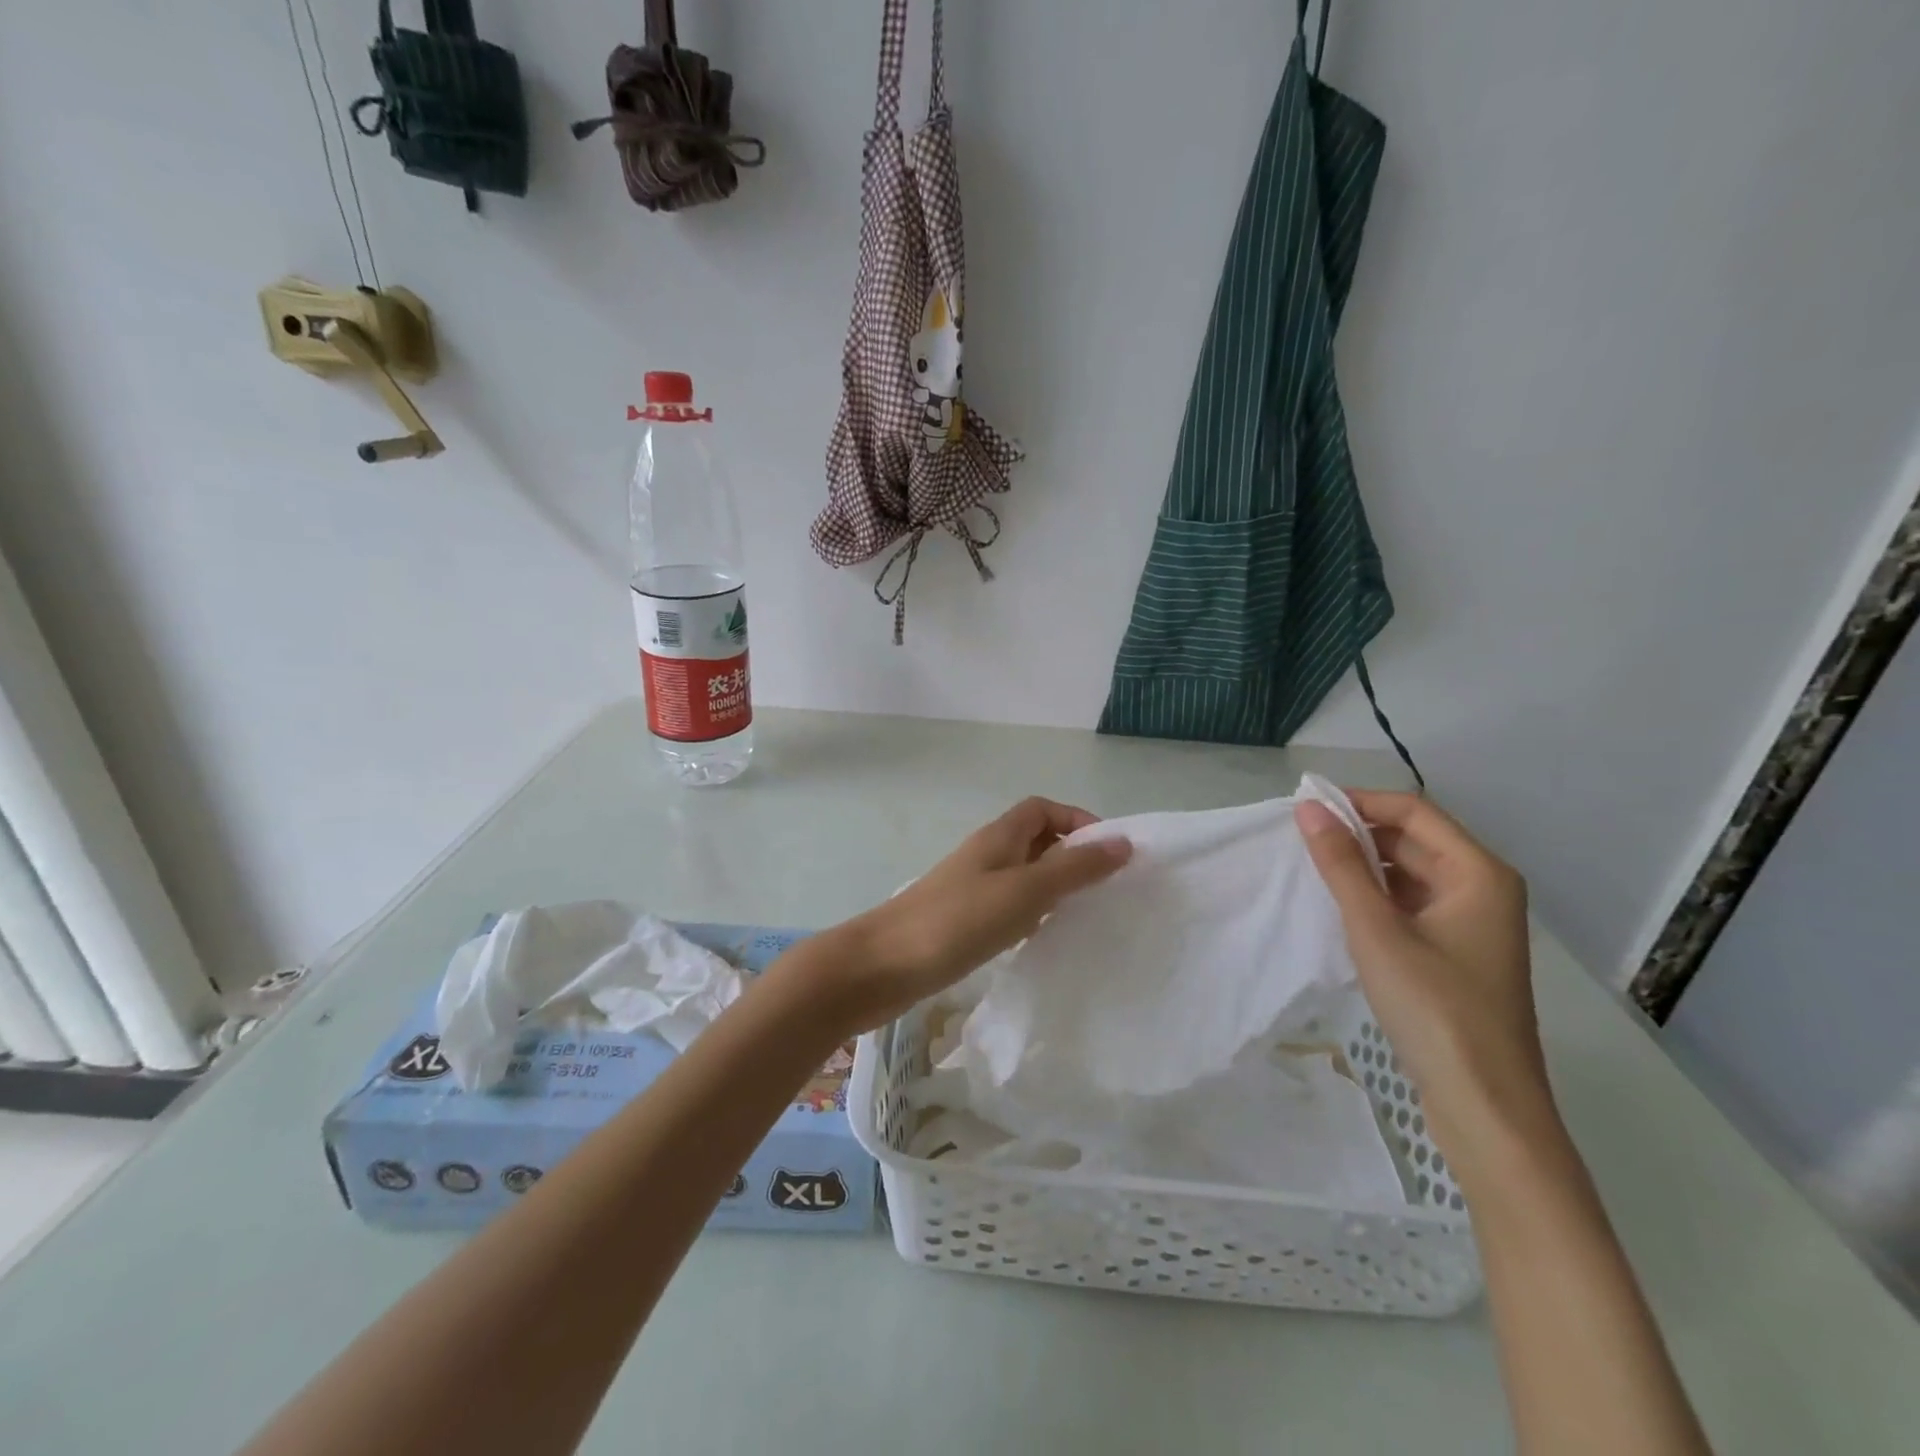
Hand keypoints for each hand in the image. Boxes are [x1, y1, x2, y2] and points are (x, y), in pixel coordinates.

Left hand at [825, 798, 1131, 1032]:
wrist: (882, 966)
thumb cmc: (957, 920)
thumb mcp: (1025, 891)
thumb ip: (1074, 868)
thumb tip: (1123, 842)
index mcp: (999, 837)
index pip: (1043, 809)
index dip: (1077, 820)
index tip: (1110, 852)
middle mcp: (986, 856)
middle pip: (1035, 840)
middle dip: (1071, 856)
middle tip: (1105, 888)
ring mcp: (971, 890)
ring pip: (1023, 876)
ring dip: (1053, 887)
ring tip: (1085, 915)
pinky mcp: (962, 922)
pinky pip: (1007, 907)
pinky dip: (1031, 915)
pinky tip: (1042, 939)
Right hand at [1296, 791, 1558, 1189]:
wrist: (1485, 1105)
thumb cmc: (1434, 1007)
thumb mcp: (1376, 929)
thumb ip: (1341, 865)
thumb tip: (1308, 807)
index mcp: (1479, 873)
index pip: (1413, 811)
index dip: (1358, 802)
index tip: (1304, 808)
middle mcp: (1482, 888)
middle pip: (1413, 839)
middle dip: (1357, 833)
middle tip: (1298, 839)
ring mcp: (1472, 923)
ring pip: (1409, 873)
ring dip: (1363, 866)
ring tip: (1310, 869)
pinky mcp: (1457, 953)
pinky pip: (1411, 904)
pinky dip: (1375, 898)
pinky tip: (1339, 907)